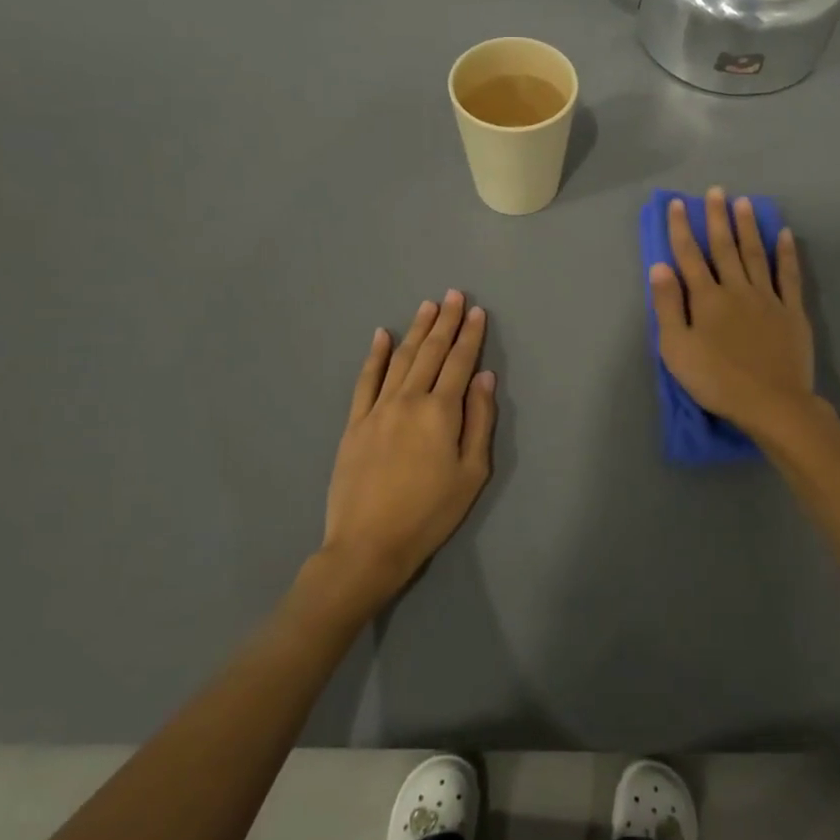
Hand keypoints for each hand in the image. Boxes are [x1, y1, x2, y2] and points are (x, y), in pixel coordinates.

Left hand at [319, 290, 497, 606]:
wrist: (368, 545)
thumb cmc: (430, 513)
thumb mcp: (471, 473)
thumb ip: (479, 421)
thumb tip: (484, 377)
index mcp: (440, 412)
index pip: (459, 363)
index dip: (470, 336)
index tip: (477, 311)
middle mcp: (408, 400)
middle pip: (430, 352)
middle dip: (445, 321)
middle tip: (454, 294)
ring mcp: (377, 409)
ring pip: (400, 359)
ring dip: (416, 330)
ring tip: (427, 306)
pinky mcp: (354, 422)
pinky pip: (366, 380)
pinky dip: (375, 356)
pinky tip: (382, 336)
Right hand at [648, 186, 816, 438]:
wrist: (771, 403)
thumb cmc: (716, 380)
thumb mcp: (677, 349)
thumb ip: (668, 306)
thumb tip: (659, 266)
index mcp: (706, 298)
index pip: (689, 256)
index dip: (681, 228)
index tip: (677, 204)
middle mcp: (736, 289)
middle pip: (724, 247)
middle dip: (717, 218)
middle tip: (717, 191)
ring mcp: (767, 298)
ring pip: (755, 254)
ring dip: (748, 227)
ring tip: (744, 203)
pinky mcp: (791, 312)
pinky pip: (789, 275)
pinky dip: (786, 253)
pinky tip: (784, 235)